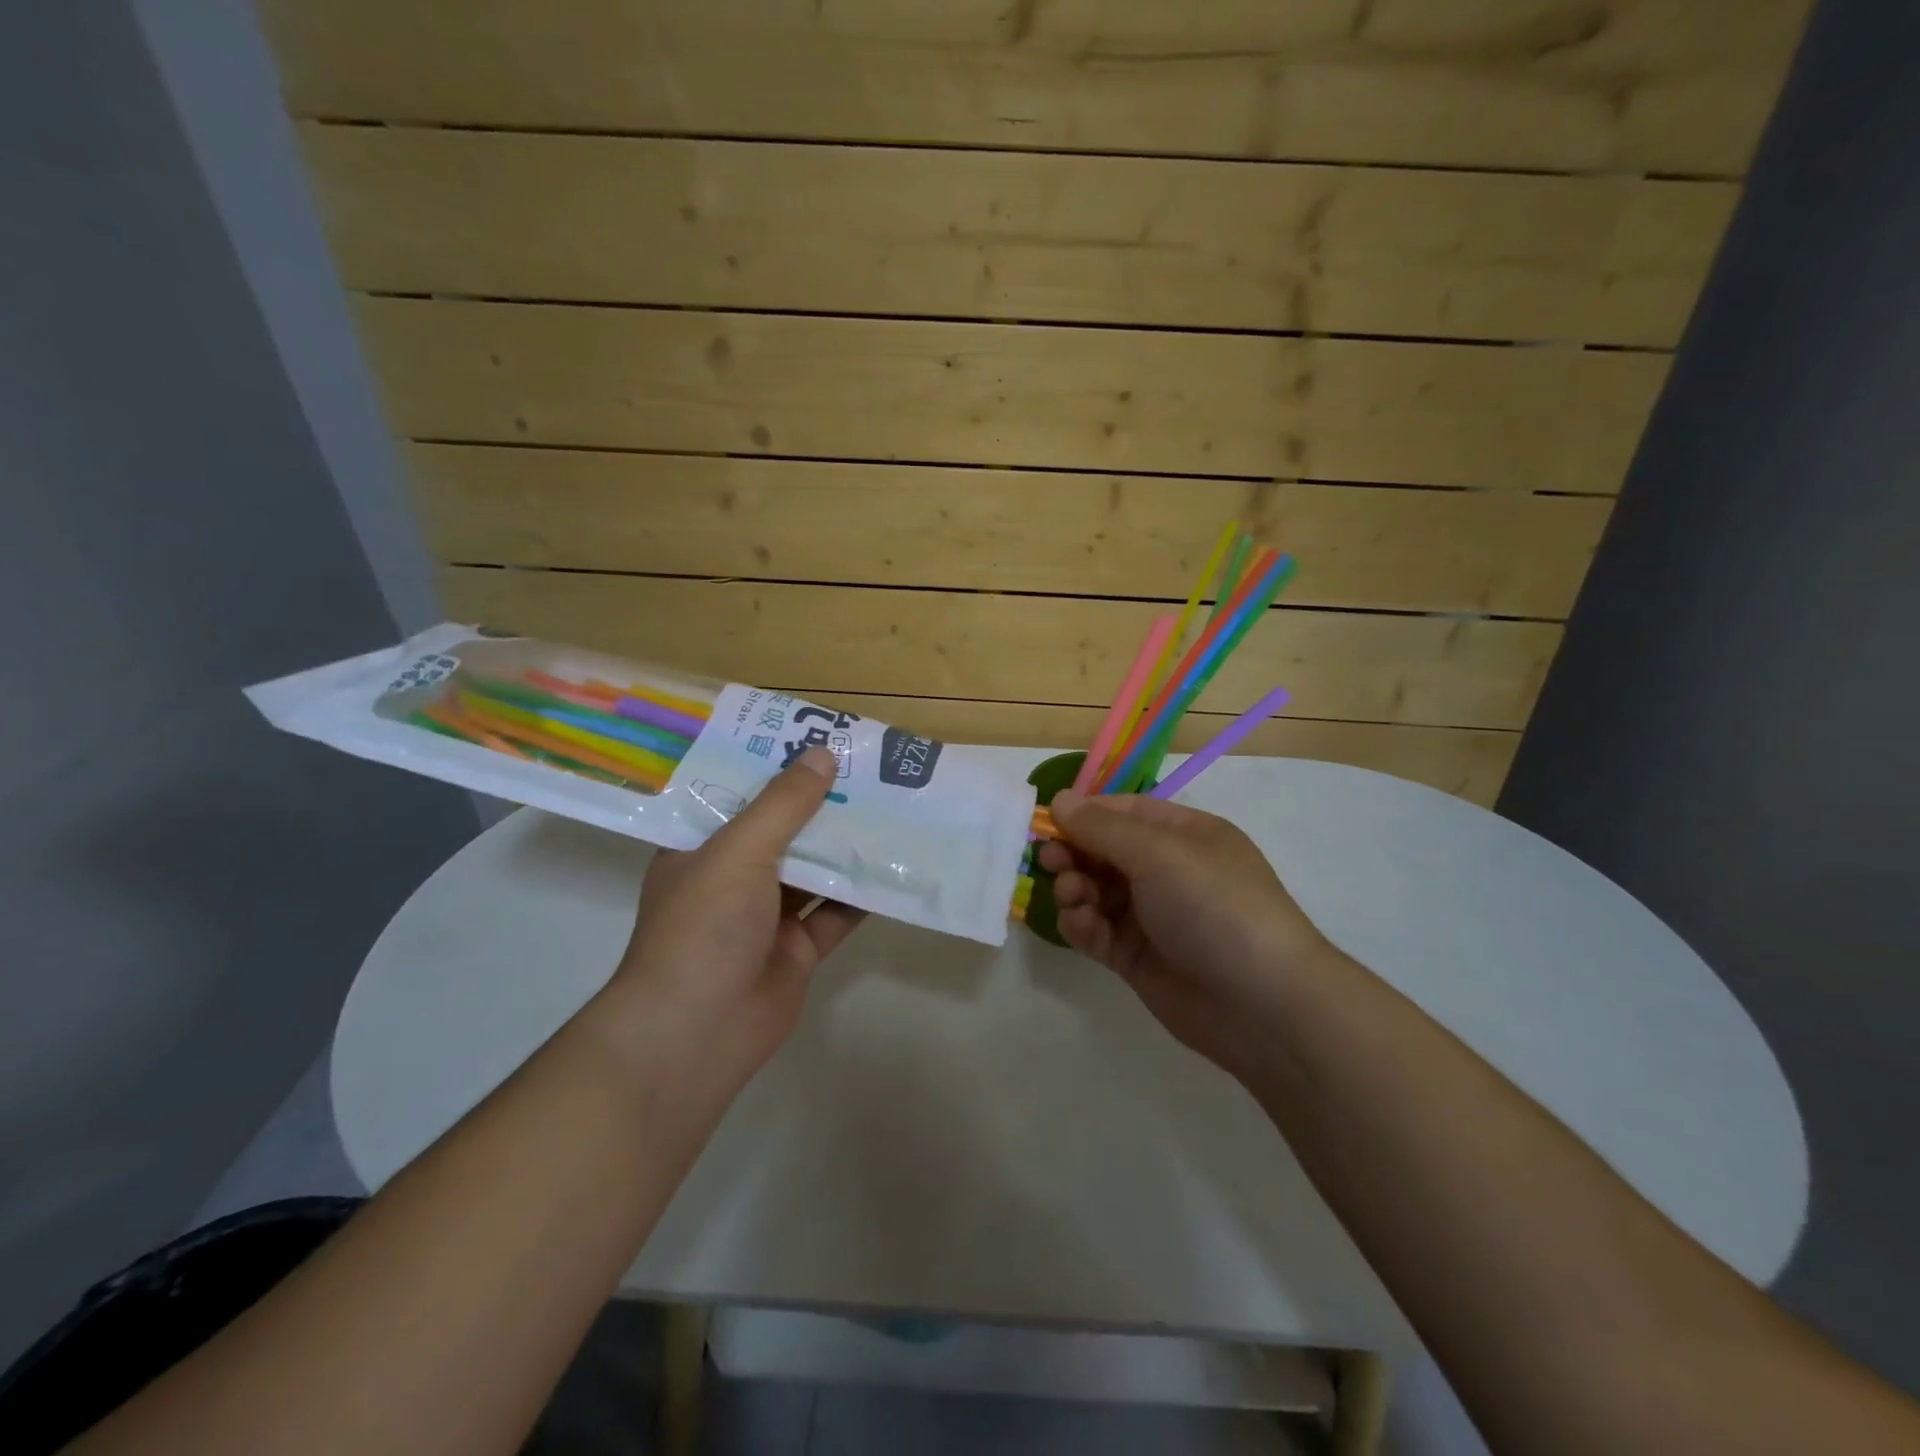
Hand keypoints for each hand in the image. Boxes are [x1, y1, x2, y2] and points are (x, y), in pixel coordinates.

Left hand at [603, 746, 864, 1089]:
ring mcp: (767, 915)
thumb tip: (823, 755)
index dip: (775, 766)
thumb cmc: (703, 927)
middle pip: (783, 829)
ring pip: (814, 869)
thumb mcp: (739, 851)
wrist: (697, 1034)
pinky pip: (836, 911)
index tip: (814, 737)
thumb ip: (783, 805)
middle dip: (821, 803)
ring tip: (891, 805)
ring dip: (846, 844)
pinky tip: (896, 865)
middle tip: (867, 768)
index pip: (739, 795)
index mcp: (701, 848)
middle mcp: (733, 877)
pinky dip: (862, 893)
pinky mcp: (798, 948)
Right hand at [1039, 790, 1339, 1080]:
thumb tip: (1060, 799)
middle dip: (1073, 853)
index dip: (1083, 814)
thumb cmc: (1215, 907)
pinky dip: (1081, 925)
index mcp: (1183, 835)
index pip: (1122, 812)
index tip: (1045, 823)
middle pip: (1103, 851)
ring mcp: (1151, 916)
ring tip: (1072, 898)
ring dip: (1074, 889)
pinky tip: (1081, 925)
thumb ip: (1103, 828)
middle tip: (1050, 862)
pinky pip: (1096, 930)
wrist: (1263, 1005)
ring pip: (1094, 891)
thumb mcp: (1160, 853)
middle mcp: (1166, 871)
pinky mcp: (1136, 957)